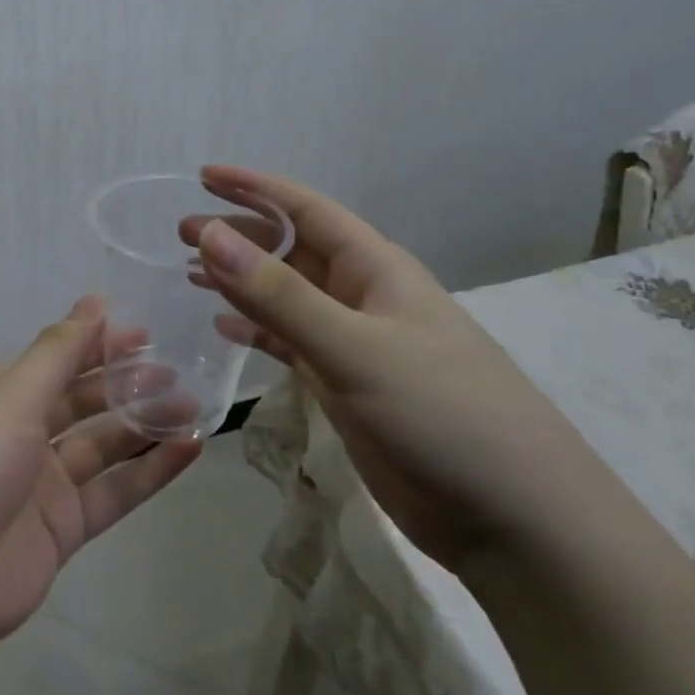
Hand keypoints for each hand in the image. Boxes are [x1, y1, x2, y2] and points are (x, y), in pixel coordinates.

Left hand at [0, 298, 201, 667]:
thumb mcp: (9, 398)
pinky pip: (114, 493)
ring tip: (194, 405)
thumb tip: (93, 301)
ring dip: (145, 424)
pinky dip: (150, 472)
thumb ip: (57, 353)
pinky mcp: (63, 530)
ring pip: (104, 445)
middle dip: (126, 382)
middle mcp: (20, 434)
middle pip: (82, 400)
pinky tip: (188, 449)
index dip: (96, 344)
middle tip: (177, 369)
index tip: (145, 332)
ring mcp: (43, 484)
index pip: (54, 361)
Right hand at [189, 166, 598, 572]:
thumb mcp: (355, 347)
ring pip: (287, 299)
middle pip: (292, 252)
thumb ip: (280, 295)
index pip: (307, 210)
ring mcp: (355, 345)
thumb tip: (212, 234)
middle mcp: (364, 298)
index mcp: (377, 270)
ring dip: (242, 283)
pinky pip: (291, 345)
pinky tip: (224, 330)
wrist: (513, 519)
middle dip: (239, 236)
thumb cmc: (442, 415)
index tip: (203, 176)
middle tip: (182, 232)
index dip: (255, 188)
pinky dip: (257, 333)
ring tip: (190, 273)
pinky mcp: (348, 388)